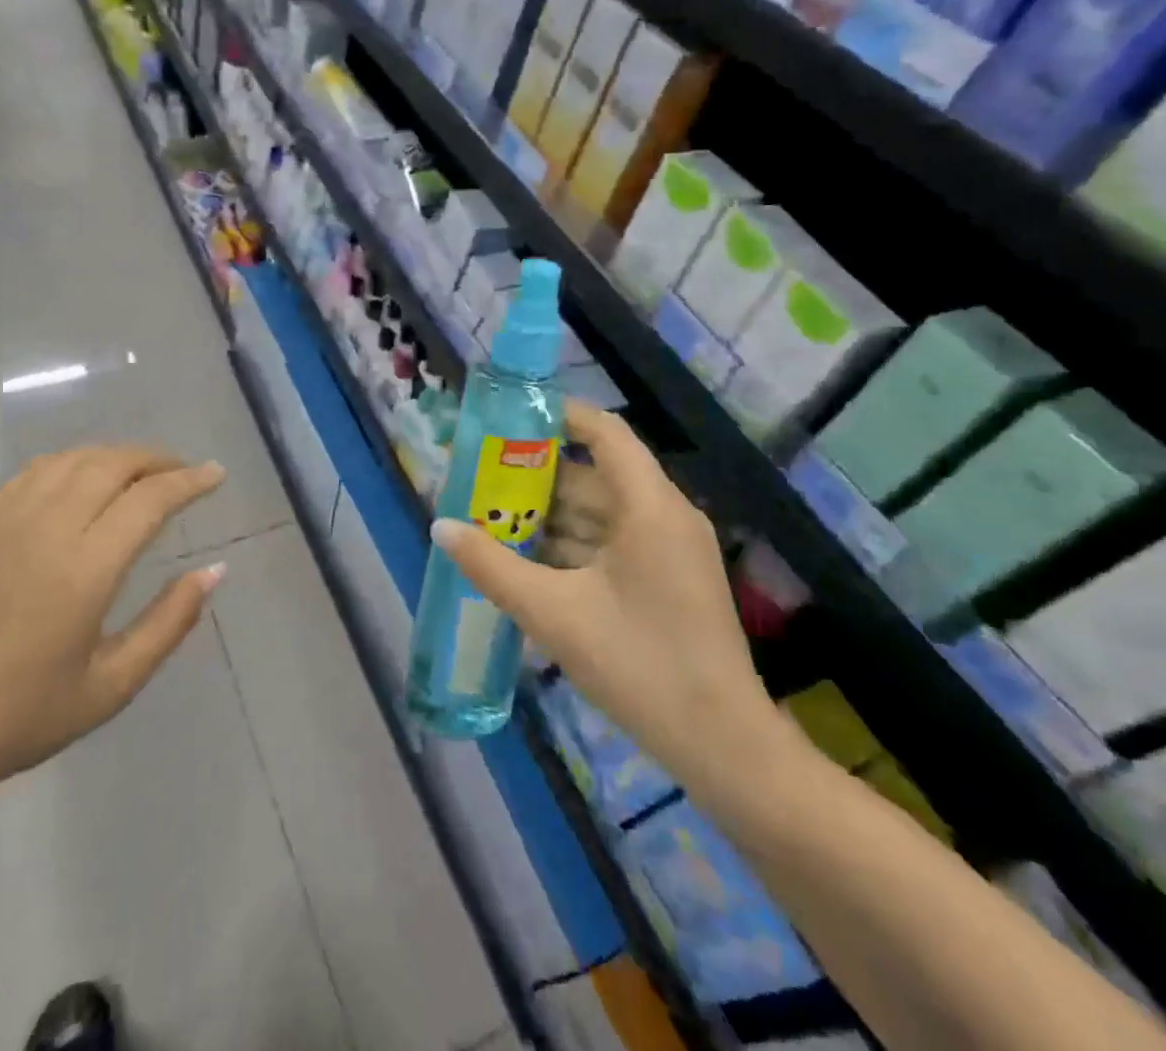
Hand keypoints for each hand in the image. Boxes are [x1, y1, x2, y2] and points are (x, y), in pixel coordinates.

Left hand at [0, 446, 226, 815]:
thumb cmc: (22, 717)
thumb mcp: (113, 684)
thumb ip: (171, 622)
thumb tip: (215, 570)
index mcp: (84, 569)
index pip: (149, 499)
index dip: (189, 480)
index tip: (216, 475)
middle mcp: (46, 528)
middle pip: (112, 464)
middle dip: (157, 458)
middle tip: (184, 470)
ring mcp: (4, 521)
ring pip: (72, 459)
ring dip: (115, 455)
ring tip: (141, 471)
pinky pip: (33, 472)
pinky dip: (71, 463)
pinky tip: (82, 480)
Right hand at [430, 404, 778, 789]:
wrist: (724, 748)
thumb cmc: (640, 666)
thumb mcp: (554, 614)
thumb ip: (492, 567)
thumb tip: (441, 527)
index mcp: (649, 506)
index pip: (603, 432)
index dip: (556, 416)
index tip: (506, 419)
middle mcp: (664, 515)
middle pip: (593, 475)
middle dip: (535, 476)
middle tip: (480, 478)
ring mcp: (670, 550)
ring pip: (600, 513)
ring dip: (549, 516)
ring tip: (491, 519)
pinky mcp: (668, 580)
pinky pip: (612, 544)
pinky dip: (571, 546)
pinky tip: (527, 562)